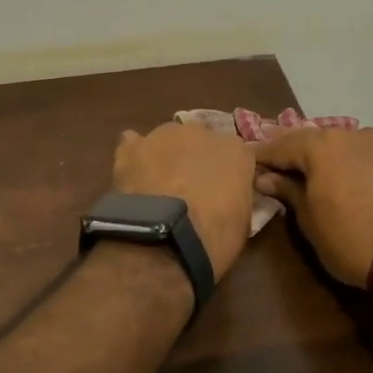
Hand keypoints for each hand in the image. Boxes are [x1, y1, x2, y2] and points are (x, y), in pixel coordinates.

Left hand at [112, 123, 256, 279]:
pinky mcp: (132, 146)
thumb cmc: (213, 237)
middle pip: (200, 141)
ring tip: (156, 186)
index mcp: (235, 150)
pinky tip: (133, 175)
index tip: (220, 191)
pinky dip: (134, 157)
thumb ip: (235, 195)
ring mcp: (164, 135)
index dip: (226, 173)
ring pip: (167, 140)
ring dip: (165, 156)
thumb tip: (224, 195)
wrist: (165, 240)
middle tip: (188, 188)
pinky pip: (133, 143)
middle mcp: (202, 132)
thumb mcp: (241, 220)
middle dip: (195, 159)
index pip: (235, 154)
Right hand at [254, 127, 372, 289]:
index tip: (248, 164)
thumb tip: (265, 177)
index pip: (281, 145)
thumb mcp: (309, 220)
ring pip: (344, 145)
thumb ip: (287, 191)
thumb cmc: (349, 239)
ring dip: (326, 156)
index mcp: (322, 146)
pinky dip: (353, 164)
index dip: (263, 156)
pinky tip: (349, 178)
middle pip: (314, 140)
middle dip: (294, 152)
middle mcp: (351, 135)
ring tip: (313, 172)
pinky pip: (367, 156)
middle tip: (277, 166)